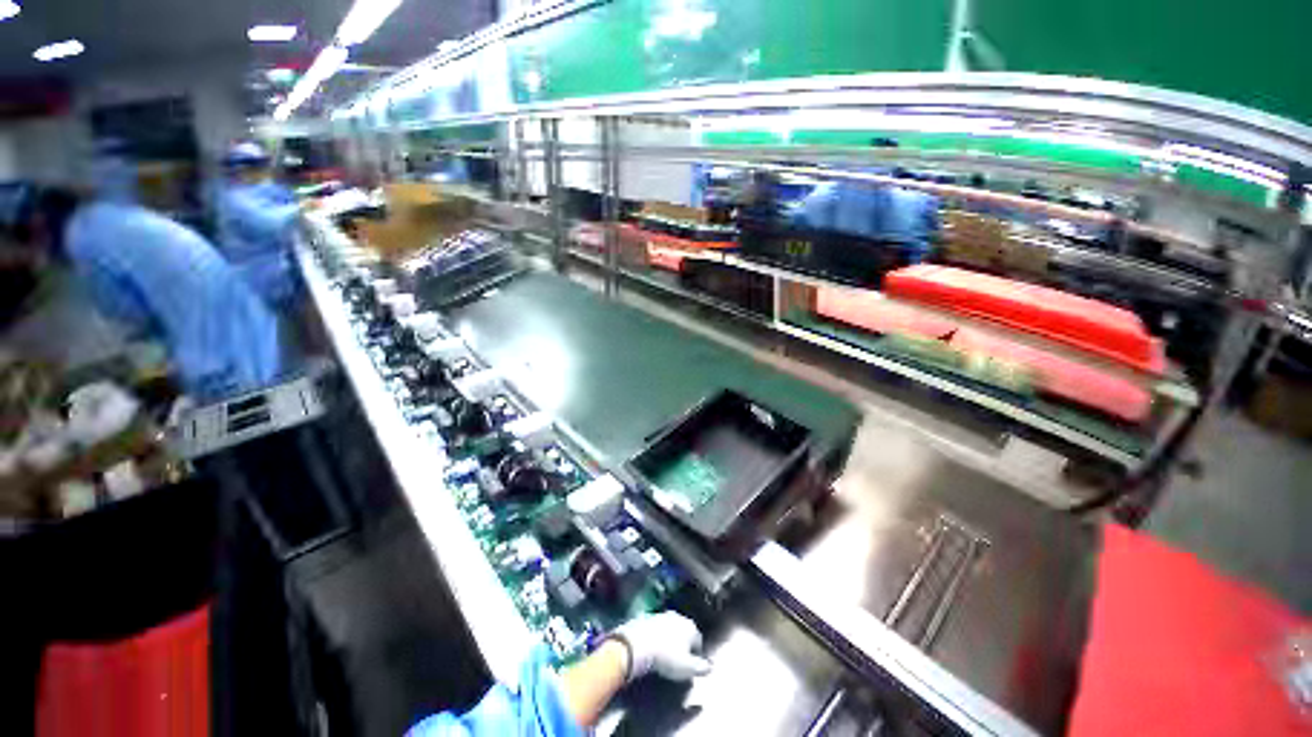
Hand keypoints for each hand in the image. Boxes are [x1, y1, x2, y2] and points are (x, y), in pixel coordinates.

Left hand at [610, 611, 711, 682]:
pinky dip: (657, 636)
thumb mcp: (687, 668)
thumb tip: (711, 667)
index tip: (690, 666)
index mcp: (690, 627)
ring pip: (670, 628)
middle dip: (683, 643)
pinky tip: (652, 646)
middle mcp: (678, 617)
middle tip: (677, 659)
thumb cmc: (666, 657)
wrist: (638, 643)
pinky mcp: (648, 617)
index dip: (696, 654)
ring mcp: (662, 615)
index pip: (698, 641)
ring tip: (663, 653)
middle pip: (684, 631)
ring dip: (669, 638)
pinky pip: (656, 628)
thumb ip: (701, 667)